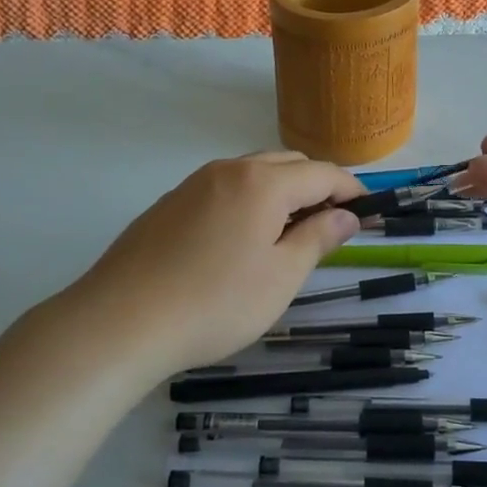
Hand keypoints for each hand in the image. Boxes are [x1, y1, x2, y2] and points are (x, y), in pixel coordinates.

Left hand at [58, 152, 364, 377]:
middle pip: (287, 164)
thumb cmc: (214, 303)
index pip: (321, 173)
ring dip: (281, 191)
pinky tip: (240, 240)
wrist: (119, 322)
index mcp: (262, 183)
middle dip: (317, 186)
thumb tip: (346, 216)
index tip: (367, 211)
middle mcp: (228, 170)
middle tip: (331, 225)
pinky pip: (223, 188)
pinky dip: (248, 200)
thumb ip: (318, 239)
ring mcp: (193, 184)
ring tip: (289, 233)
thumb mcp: (280, 277)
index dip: (350, 189)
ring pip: (252, 173)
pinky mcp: (168, 204)